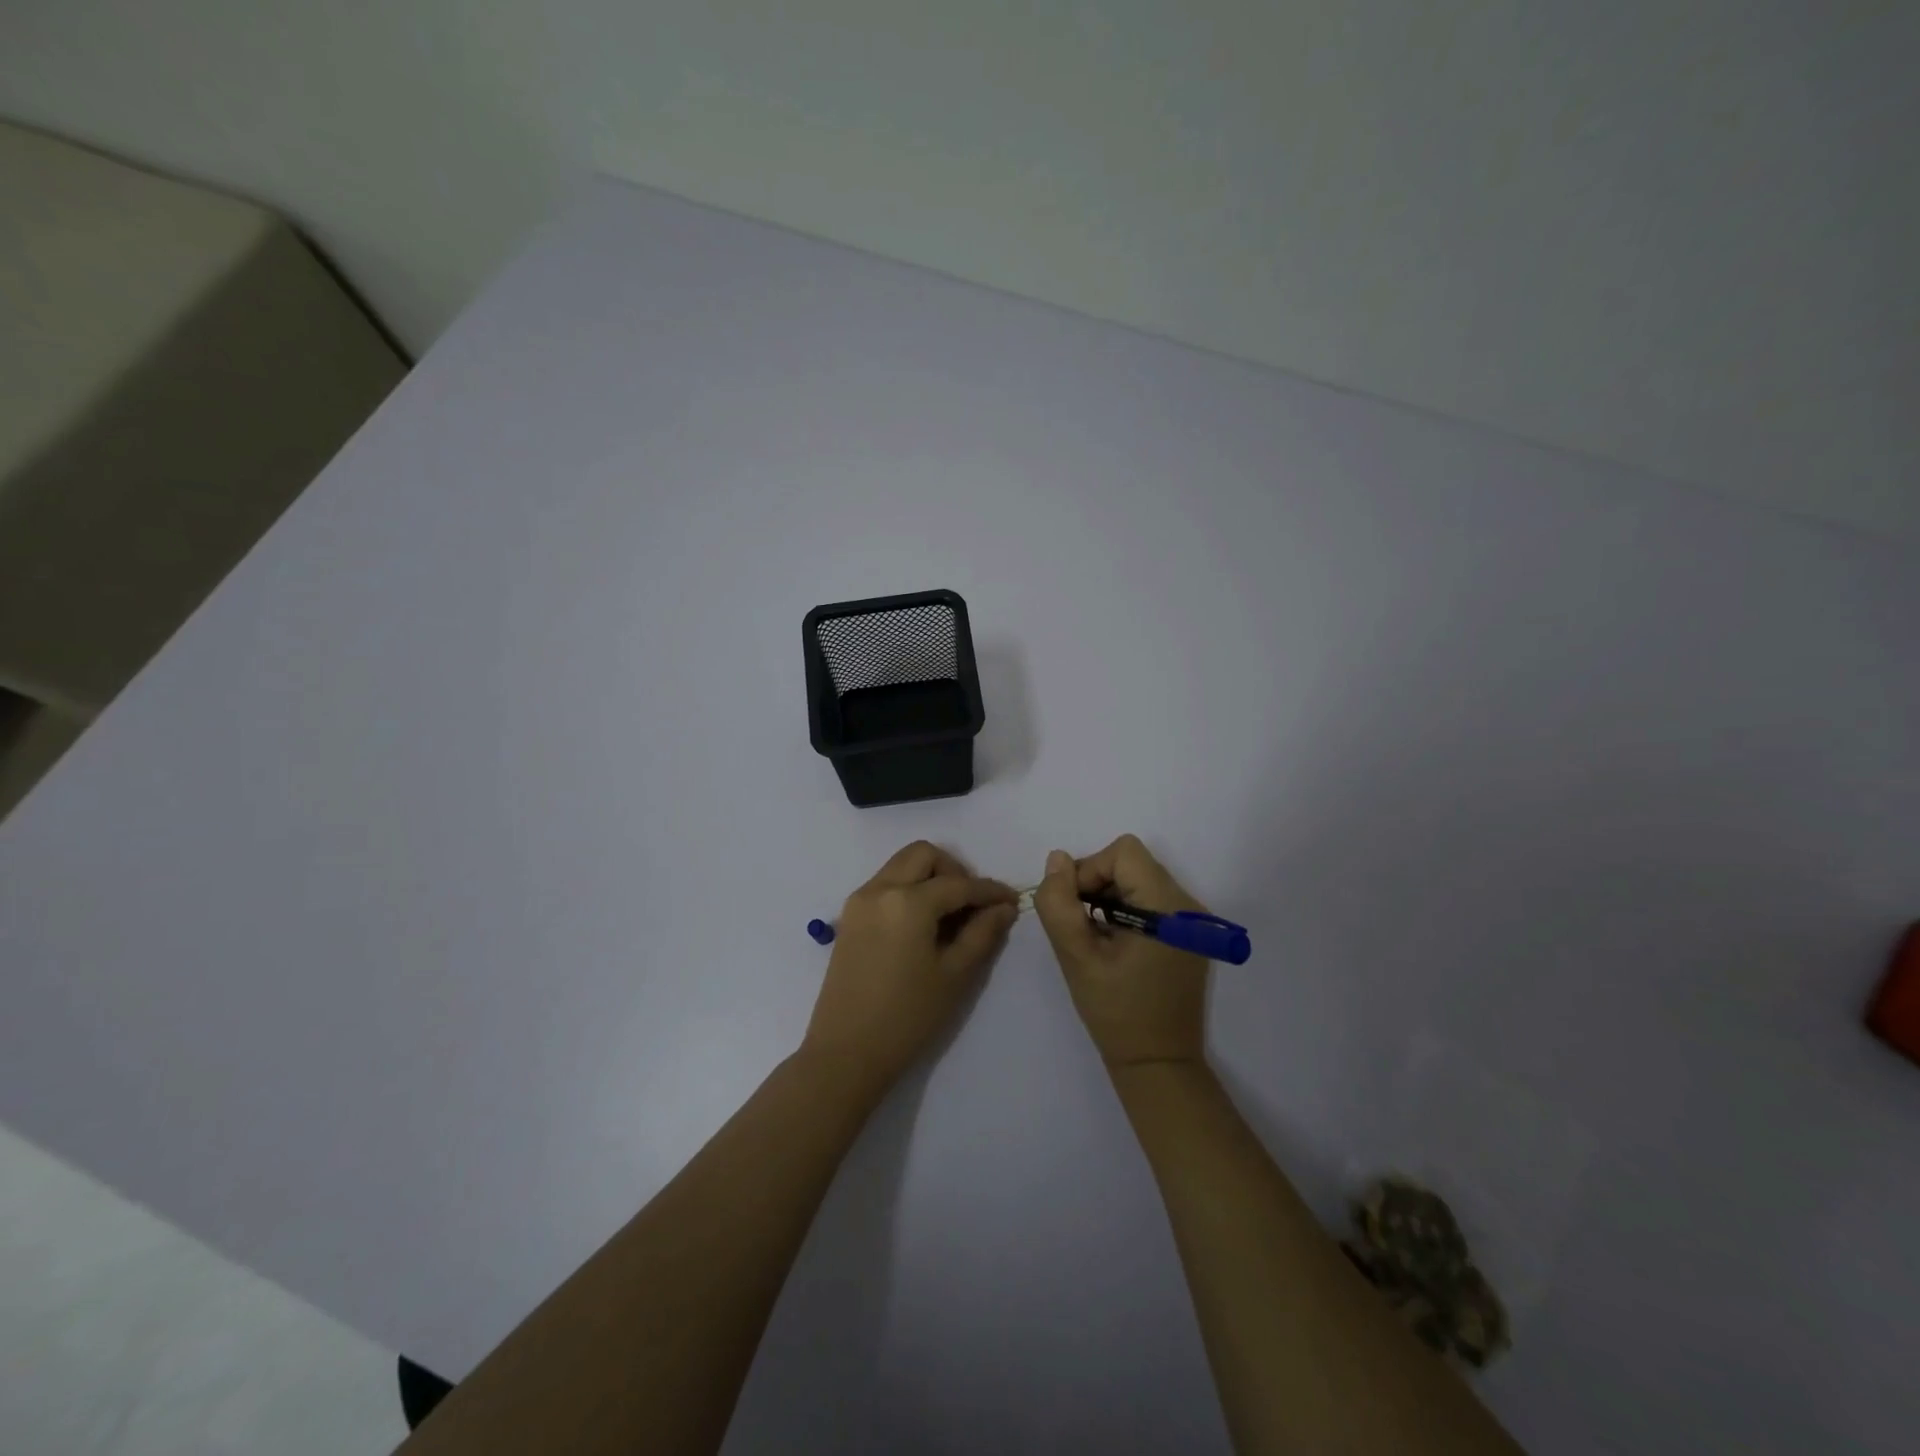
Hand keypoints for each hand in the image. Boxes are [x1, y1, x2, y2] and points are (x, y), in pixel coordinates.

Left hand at [802, 841, 1017, 1095]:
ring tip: (950, 916)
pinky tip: (924, 925)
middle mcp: (880, 889)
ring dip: (929, 877)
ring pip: (901, 866)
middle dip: (954, 870)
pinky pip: (885, 884)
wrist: (846, 1053)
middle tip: (972, 904)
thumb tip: (1003, 907)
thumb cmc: (907, 1017)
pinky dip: (909, 890)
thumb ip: (982, 933)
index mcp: (908, 901)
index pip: (958, 884)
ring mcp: (860, 901)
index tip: (1011, 900)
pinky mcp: (850, 917)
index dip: (989, 890)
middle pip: (923, 855)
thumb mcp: (954, 975)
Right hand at [1033, 834, 1211, 1069]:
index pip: (1123, 853)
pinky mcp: (1189, 934)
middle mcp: (1187, 905)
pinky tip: (1114, 944)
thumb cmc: (1116, 1012)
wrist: (1158, 1064)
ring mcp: (1192, 921)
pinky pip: (1150, 900)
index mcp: (1167, 907)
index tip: (1074, 908)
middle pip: (1132, 863)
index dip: (1090, 870)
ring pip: (1139, 879)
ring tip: (1095, 937)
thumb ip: (1059, 903)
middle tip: (1079, 924)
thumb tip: (1057, 860)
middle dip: (1096, 883)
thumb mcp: (1076, 957)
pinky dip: (1125, 910)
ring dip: (1108, 897)